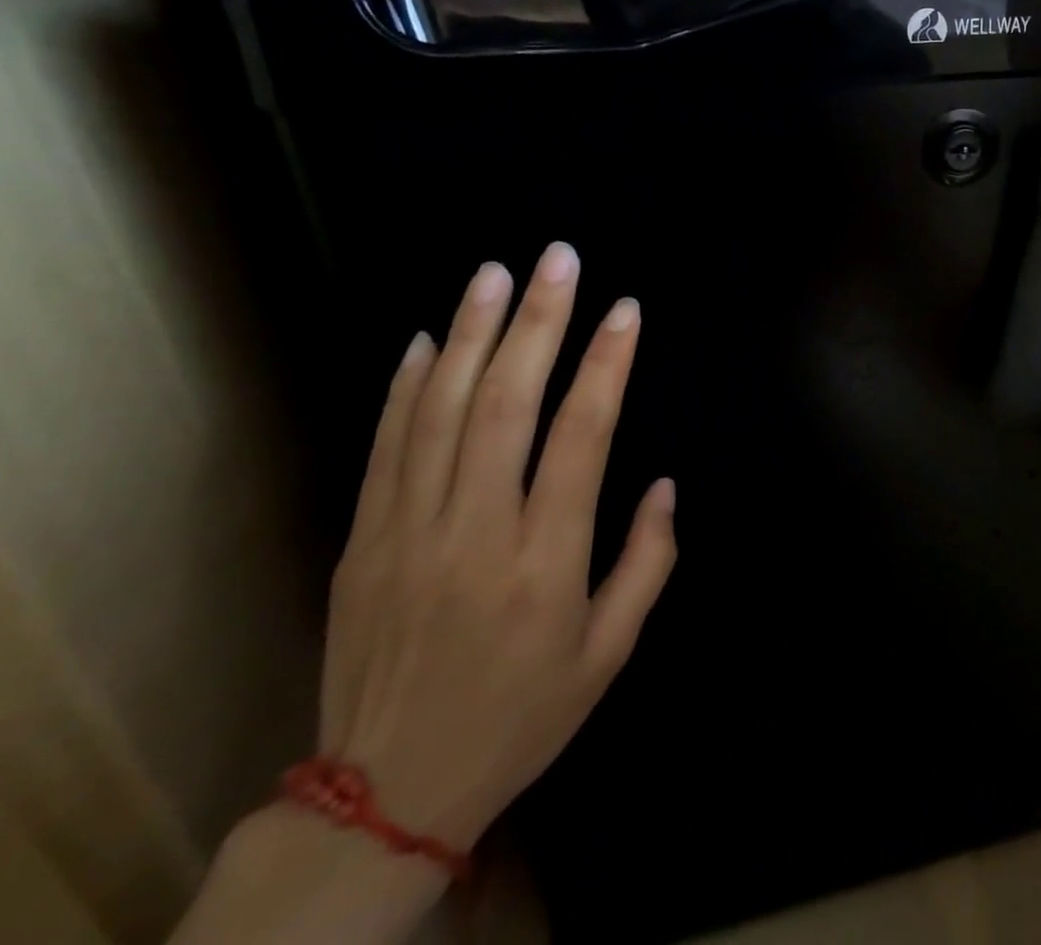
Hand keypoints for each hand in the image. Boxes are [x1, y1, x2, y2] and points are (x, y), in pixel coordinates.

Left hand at [319, 242, 676, 850]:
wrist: (385, 794)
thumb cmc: (522, 712)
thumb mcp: (611, 652)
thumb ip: (648, 561)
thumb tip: (663, 482)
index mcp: (544, 560)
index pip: (581, 436)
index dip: (606, 365)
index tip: (626, 310)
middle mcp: (474, 532)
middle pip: (505, 404)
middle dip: (537, 322)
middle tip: (558, 259)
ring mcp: (409, 531)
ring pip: (440, 411)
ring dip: (469, 334)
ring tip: (494, 273)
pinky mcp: (363, 541)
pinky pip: (386, 447)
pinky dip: (404, 386)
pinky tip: (423, 339)